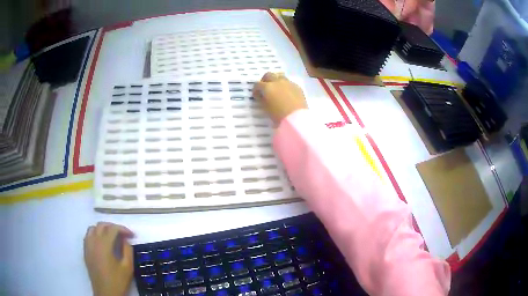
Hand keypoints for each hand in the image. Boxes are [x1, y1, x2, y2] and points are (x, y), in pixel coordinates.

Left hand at [84, 222, 134, 295]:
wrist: (106, 293)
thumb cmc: (118, 281)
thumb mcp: (128, 267)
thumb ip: (128, 251)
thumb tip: (125, 240)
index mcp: (104, 245)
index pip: (113, 229)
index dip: (123, 229)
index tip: (132, 235)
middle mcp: (93, 242)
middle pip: (101, 225)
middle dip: (113, 227)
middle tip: (123, 234)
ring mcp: (88, 246)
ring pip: (93, 229)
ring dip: (102, 229)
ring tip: (112, 237)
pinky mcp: (85, 252)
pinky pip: (88, 236)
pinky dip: (95, 234)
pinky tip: (102, 243)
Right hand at [252, 72, 307, 124]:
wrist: (297, 118)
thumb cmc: (279, 115)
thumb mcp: (266, 108)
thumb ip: (262, 99)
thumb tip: (261, 95)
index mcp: (267, 87)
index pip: (257, 84)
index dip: (256, 90)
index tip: (256, 95)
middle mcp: (277, 82)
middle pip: (269, 75)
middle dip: (265, 81)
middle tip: (265, 89)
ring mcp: (288, 83)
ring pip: (280, 76)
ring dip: (276, 81)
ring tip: (277, 90)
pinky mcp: (297, 87)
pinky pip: (289, 83)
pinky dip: (285, 86)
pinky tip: (287, 94)